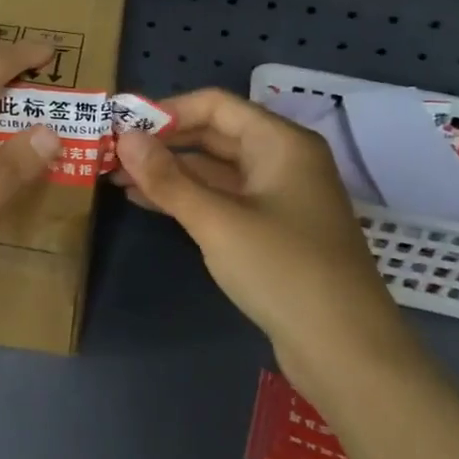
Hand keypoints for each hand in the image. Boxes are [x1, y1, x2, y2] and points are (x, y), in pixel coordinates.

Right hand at [113, 88, 407, 368]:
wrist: (346, 352)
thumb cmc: (283, 271)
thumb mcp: (217, 221)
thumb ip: (168, 178)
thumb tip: (124, 138)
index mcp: (280, 142)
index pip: (215, 106)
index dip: (166, 111)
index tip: (121, 125)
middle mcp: (282, 160)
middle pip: (214, 135)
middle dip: (163, 143)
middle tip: (112, 153)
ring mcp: (278, 197)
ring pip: (215, 170)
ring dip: (170, 172)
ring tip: (118, 177)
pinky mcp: (272, 231)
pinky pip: (223, 199)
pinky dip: (188, 198)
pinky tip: (148, 202)